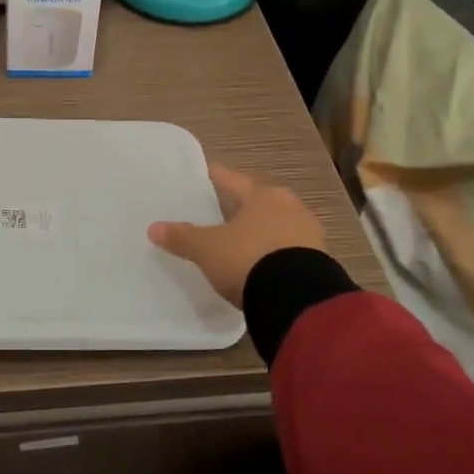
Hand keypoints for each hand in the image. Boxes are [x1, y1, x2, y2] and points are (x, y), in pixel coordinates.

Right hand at [148, 163, 326, 307]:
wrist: (297, 298)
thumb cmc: (248, 258)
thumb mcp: (208, 249)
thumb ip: (182, 237)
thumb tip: (153, 228)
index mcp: (263, 195)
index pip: (234, 180)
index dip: (217, 178)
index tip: (206, 174)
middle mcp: (289, 207)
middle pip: (260, 201)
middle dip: (243, 205)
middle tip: (223, 210)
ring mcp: (308, 235)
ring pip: (278, 225)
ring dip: (262, 230)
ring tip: (243, 240)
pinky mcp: (319, 263)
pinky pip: (290, 250)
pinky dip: (275, 254)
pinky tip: (263, 265)